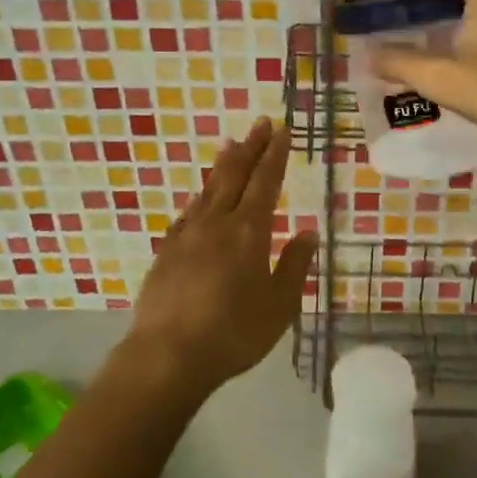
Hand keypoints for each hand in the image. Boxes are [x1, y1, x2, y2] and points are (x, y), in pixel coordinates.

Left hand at [122, 118, 318, 399]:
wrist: (167, 354)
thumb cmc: (233, 332)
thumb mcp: (279, 305)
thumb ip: (294, 265)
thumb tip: (309, 232)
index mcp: (249, 231)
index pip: (265, 181)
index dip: (275, 154)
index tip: (282, 130)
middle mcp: (217, 223)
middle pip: (235, 175)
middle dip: (250, 147)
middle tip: (260, 123)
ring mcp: (187, 235)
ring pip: (208, 189)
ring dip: (223, 164)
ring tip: (230, 144)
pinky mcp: (167, 251)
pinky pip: (188, 213)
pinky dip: (199, 197)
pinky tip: (200, 199)